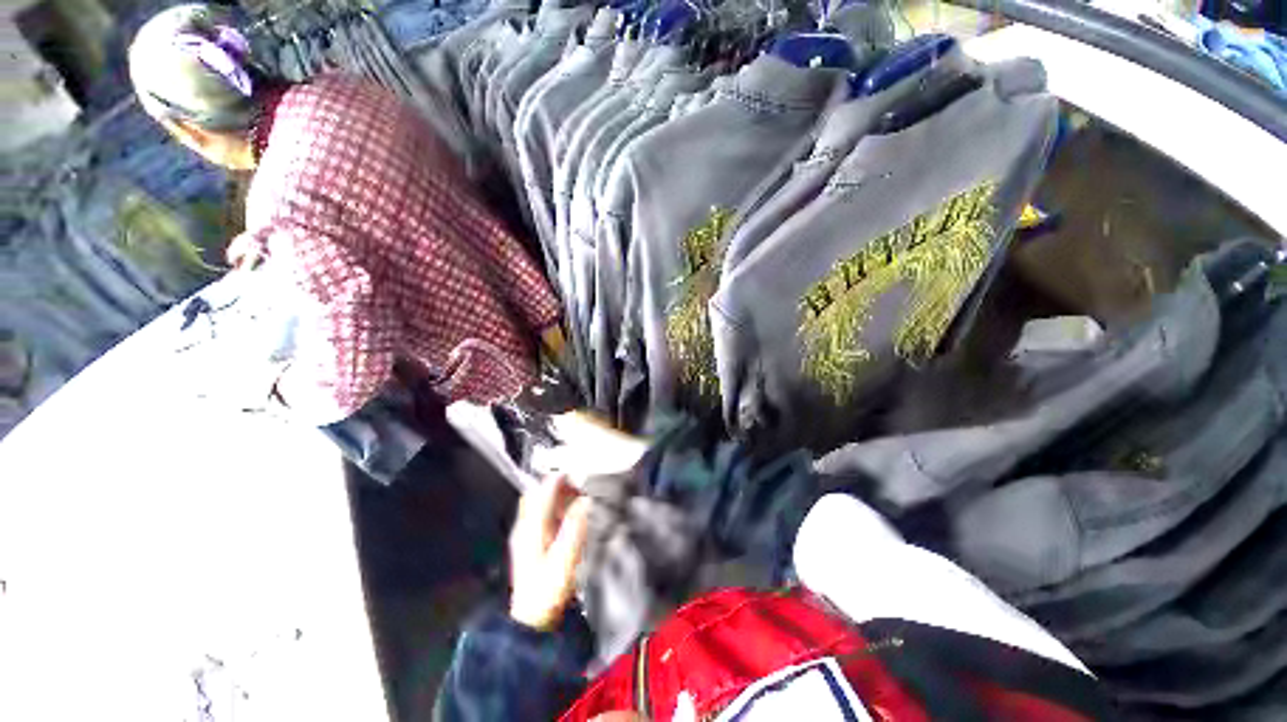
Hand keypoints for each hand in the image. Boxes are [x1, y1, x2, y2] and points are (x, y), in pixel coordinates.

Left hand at [509, 474, 592, 630]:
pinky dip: (554, 508)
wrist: (532, 621)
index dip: (559, 479)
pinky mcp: (530, 544)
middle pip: (537, 495)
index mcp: (531, 528)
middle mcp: (525, 527)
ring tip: (576, 495)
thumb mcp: (565, 558)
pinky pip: (540, 516)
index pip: (542, 492)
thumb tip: (585, 501)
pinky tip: (567, 514)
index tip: (577, 471)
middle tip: (578, 483)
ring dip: (556, 496)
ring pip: (538, 504)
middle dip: (557, 485)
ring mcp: (525, 536)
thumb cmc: (548, 590)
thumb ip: (575, 527)